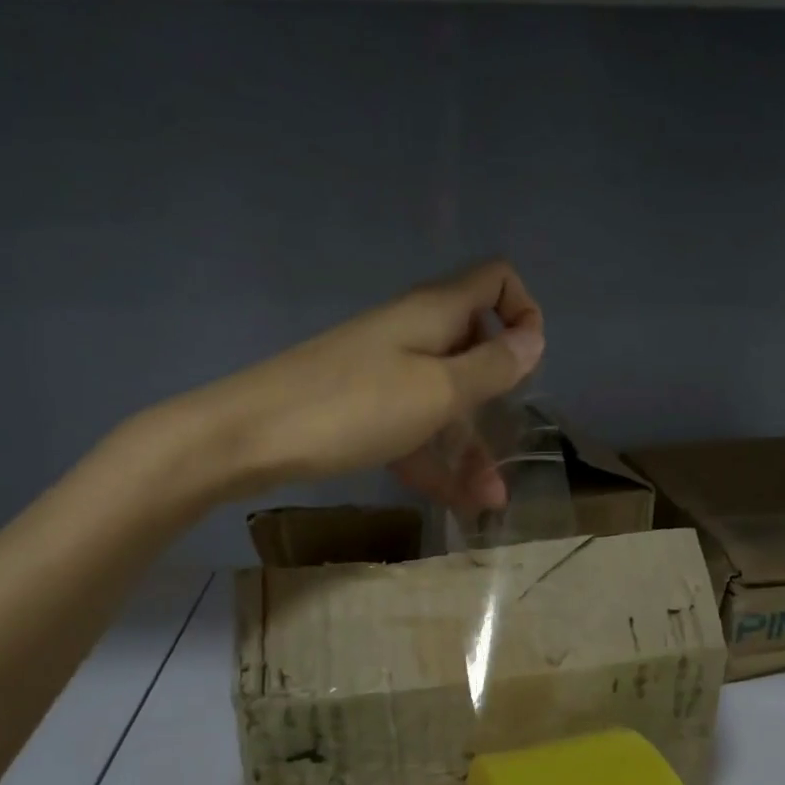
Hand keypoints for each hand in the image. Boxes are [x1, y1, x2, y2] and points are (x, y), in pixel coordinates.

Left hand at [159, 260, 542, 511]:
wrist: (250, 436)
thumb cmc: (354, 407)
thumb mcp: (436, 392)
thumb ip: (491, 367)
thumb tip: (534, 339)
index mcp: (435, 314)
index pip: (495, 281)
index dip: (523, 313)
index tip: (528, 365)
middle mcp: (414, 335)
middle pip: (474, 349)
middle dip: (500, 399)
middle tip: (511, 446)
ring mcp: (386, 373)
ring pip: (444, 400)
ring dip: (471, 446)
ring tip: (491, 499)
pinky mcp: (363, 409)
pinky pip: (413, 429)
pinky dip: (436, 460)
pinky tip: (459, 503)